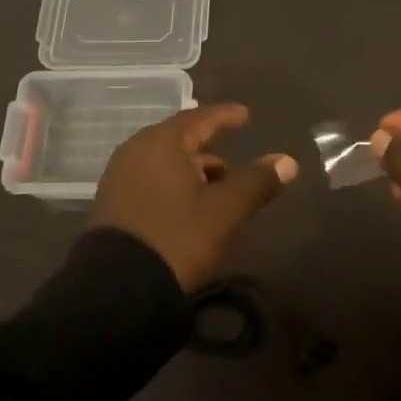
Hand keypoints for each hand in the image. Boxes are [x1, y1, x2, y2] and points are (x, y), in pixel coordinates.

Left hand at [90, 103, 297, 290]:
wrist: (118, 287)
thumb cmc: (176, 237)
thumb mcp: (224, 211)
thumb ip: (256, 182)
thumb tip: (288, 161)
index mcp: (162, 143)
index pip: (199, 118)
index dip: (225, 116)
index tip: (245, 114)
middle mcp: (136, 150)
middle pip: (179, 138)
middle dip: (208, 145)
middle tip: (232, 154)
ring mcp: (120, 175)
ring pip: (164, 160)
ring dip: (191, 167)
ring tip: (217, 184)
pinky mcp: (113, 201)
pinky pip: (150, 177)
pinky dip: (173, 181)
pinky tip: (188, 202)